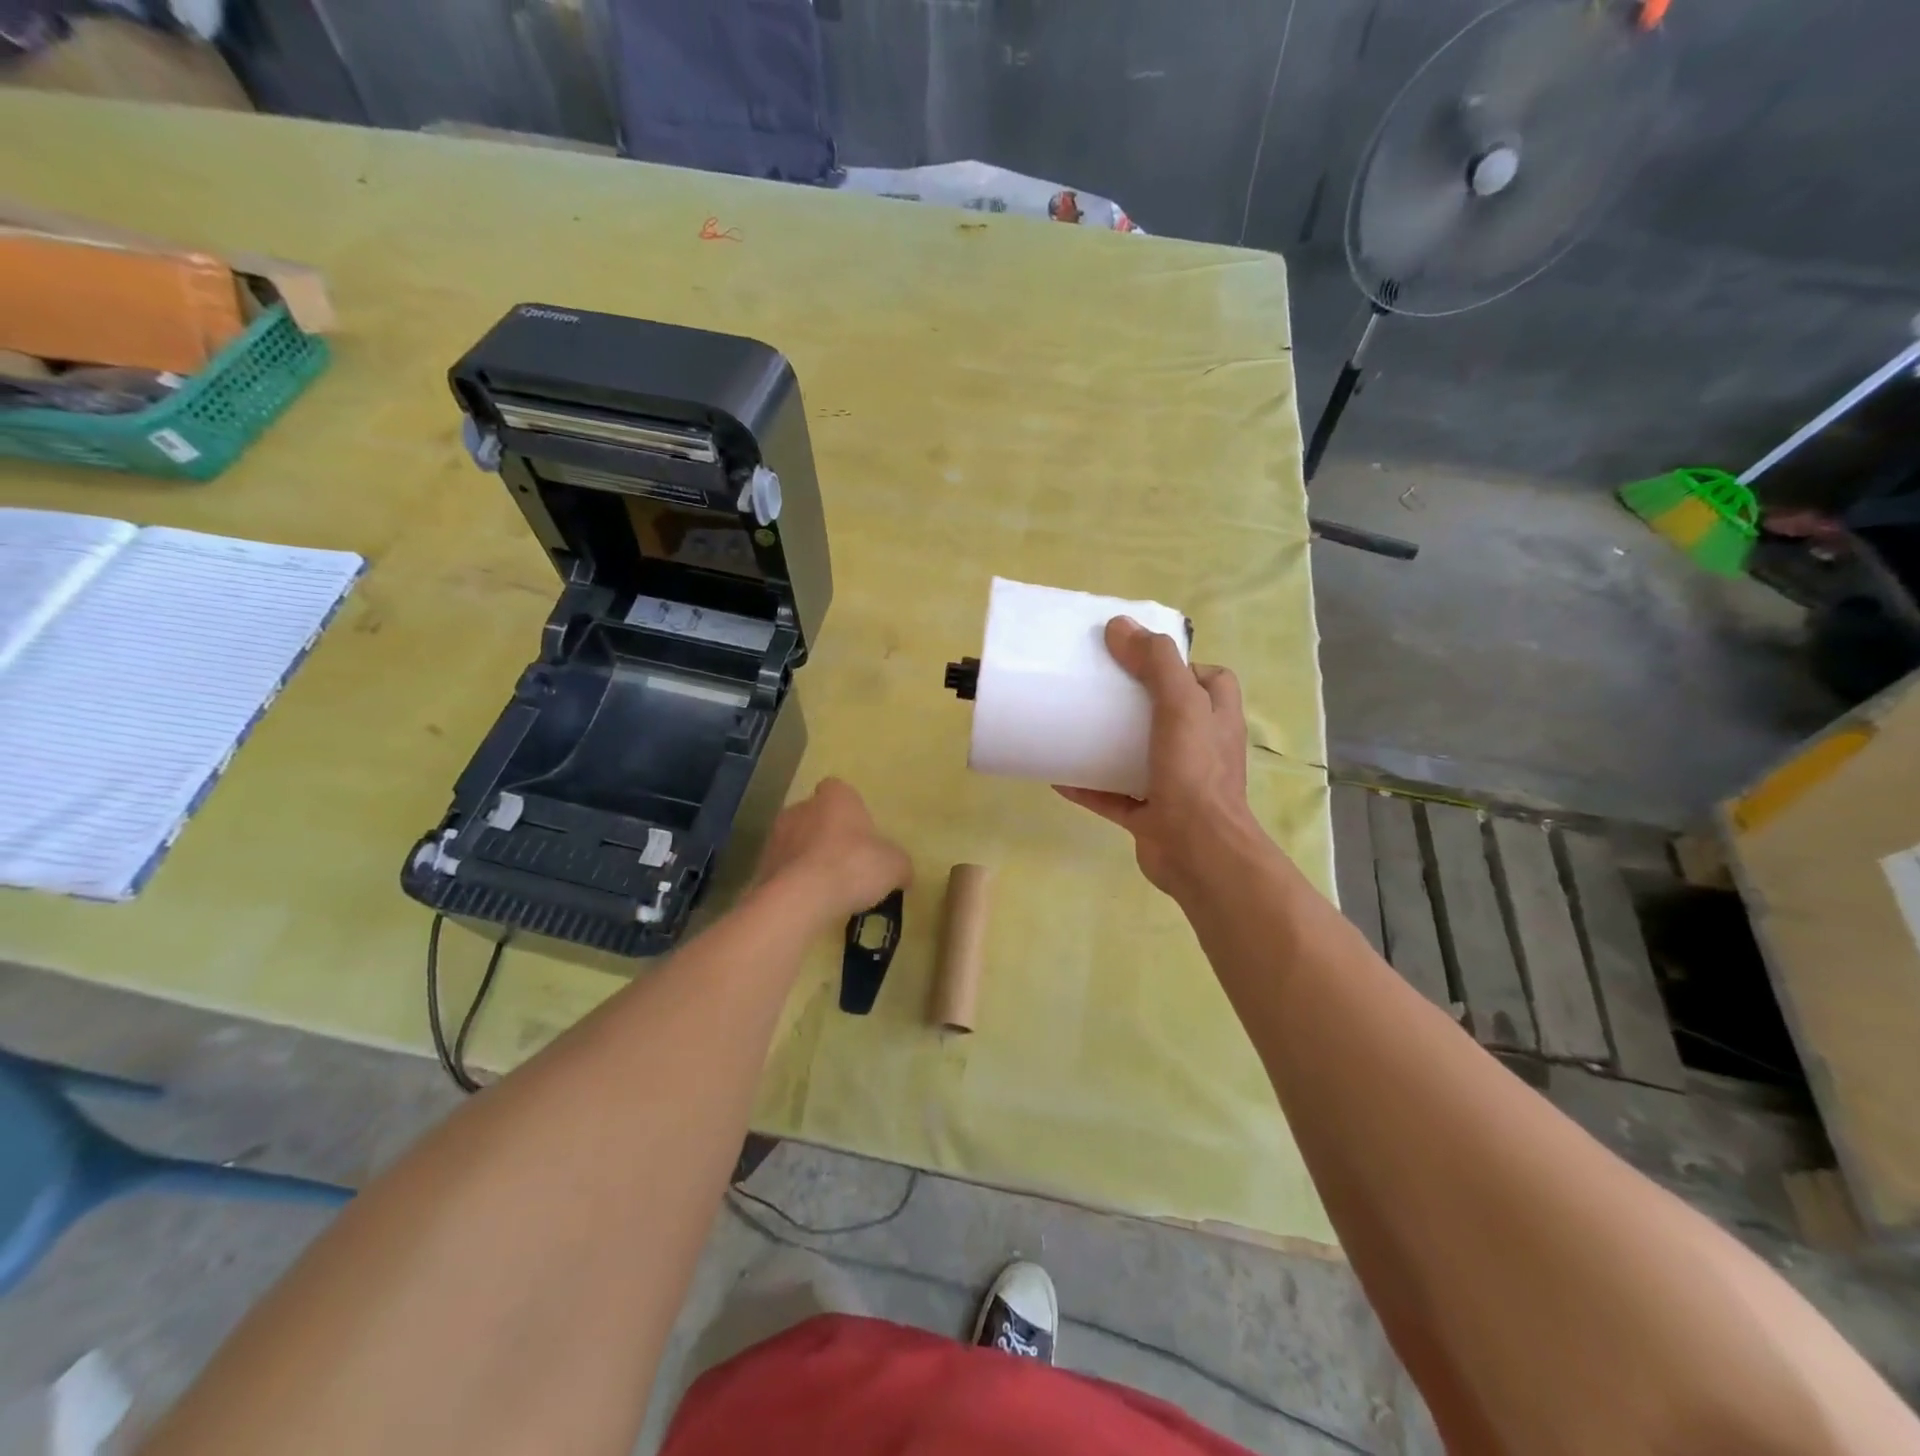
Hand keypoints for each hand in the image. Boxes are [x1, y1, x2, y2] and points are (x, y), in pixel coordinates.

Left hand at [753, 777, 912, 925]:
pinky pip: (783, 869)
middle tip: (848, 863)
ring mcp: (776, 835)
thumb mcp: (895, 866)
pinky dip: (794, 881)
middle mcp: (801, 807)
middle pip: (817, 816)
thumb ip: (899, 864)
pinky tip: (809, 902)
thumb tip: (902, 873)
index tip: (861, 834)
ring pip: (797, 842)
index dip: (851, 811)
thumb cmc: (853, 866)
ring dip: (809, 858)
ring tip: (828, 887)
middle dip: (828, 835)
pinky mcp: (761, 865)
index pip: (840, 791)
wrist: (800, 897)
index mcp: (835, 796)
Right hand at [1056, 617, 1262, 897]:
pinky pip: (1113, 795)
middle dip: (1136, 702)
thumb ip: (1156, 663)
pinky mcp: (1149, 815)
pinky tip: (1058, 775)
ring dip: (1109, 744)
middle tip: (1098, 689)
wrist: (1198, 852)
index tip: (1140, 660)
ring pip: (1139, 756)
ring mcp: (1175, 784)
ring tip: (1075, 726)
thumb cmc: (1195, 773)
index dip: (1180, 666)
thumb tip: (1120, 626)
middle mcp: (1200, 749)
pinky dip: (1088, 785)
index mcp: (1216, 719)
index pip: (1209, 680)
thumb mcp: (1181, 705)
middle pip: (1169, 715)